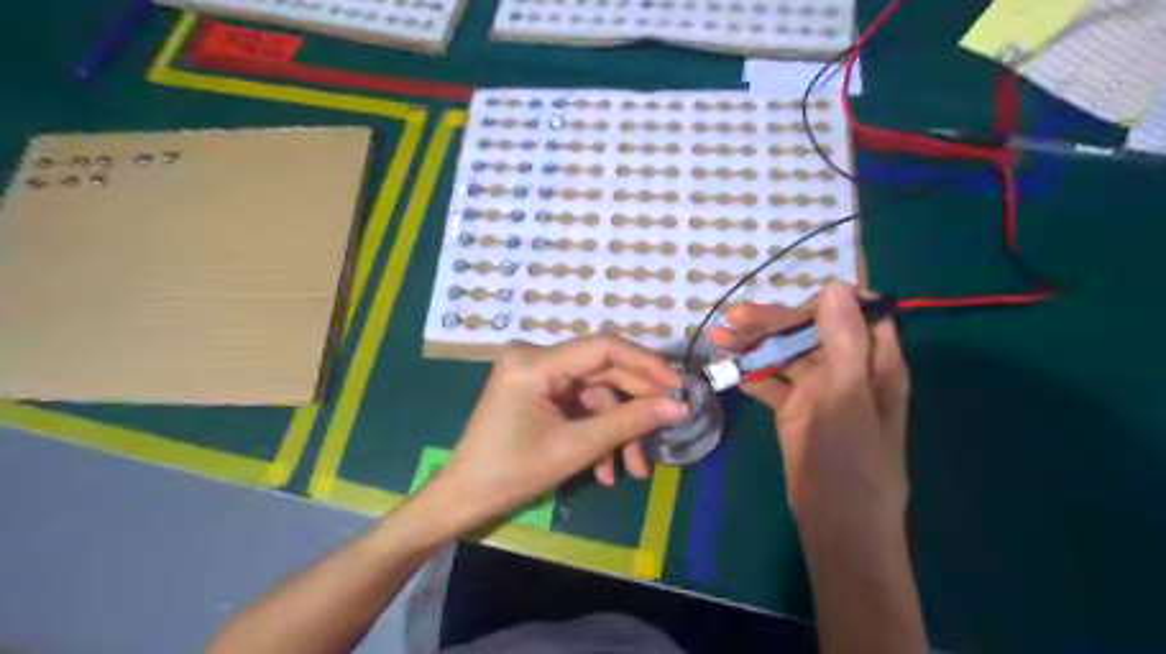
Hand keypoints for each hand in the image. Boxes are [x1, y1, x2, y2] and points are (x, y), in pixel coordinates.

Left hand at [426, 334, 685, 529]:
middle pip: (602, 373)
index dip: (646, 364)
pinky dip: (596, 433)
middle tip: (665, 433)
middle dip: (633, 409)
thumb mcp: (576, 447)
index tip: (678, 386)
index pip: (603, 347)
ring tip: (633, 470)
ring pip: (595, 395)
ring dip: (616, 431)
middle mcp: (536, 358)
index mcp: (536, 362)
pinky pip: (579, 406)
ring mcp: (537, 376)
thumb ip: (630, 422)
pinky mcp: (539, 393)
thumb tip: (678, 406)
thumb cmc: (513, 473)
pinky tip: (605, 470)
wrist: (464, 499)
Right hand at [705, 284, 913, 524]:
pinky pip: (770, 381)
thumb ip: (844, 344)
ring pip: (785, 354)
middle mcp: (847, 370)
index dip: (823, 302)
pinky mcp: (794, 409)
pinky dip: (749, 373)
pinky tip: (725, 369)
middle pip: (810, 330)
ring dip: (753, 345)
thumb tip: (835, 286)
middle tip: (733, 321)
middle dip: (772, 322)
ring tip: (717, 339)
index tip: (786, 306)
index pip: (854, 312)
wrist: (836, 527)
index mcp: (875, 363)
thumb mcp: (848, 400)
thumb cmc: (852, 464)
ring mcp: (818, 390)